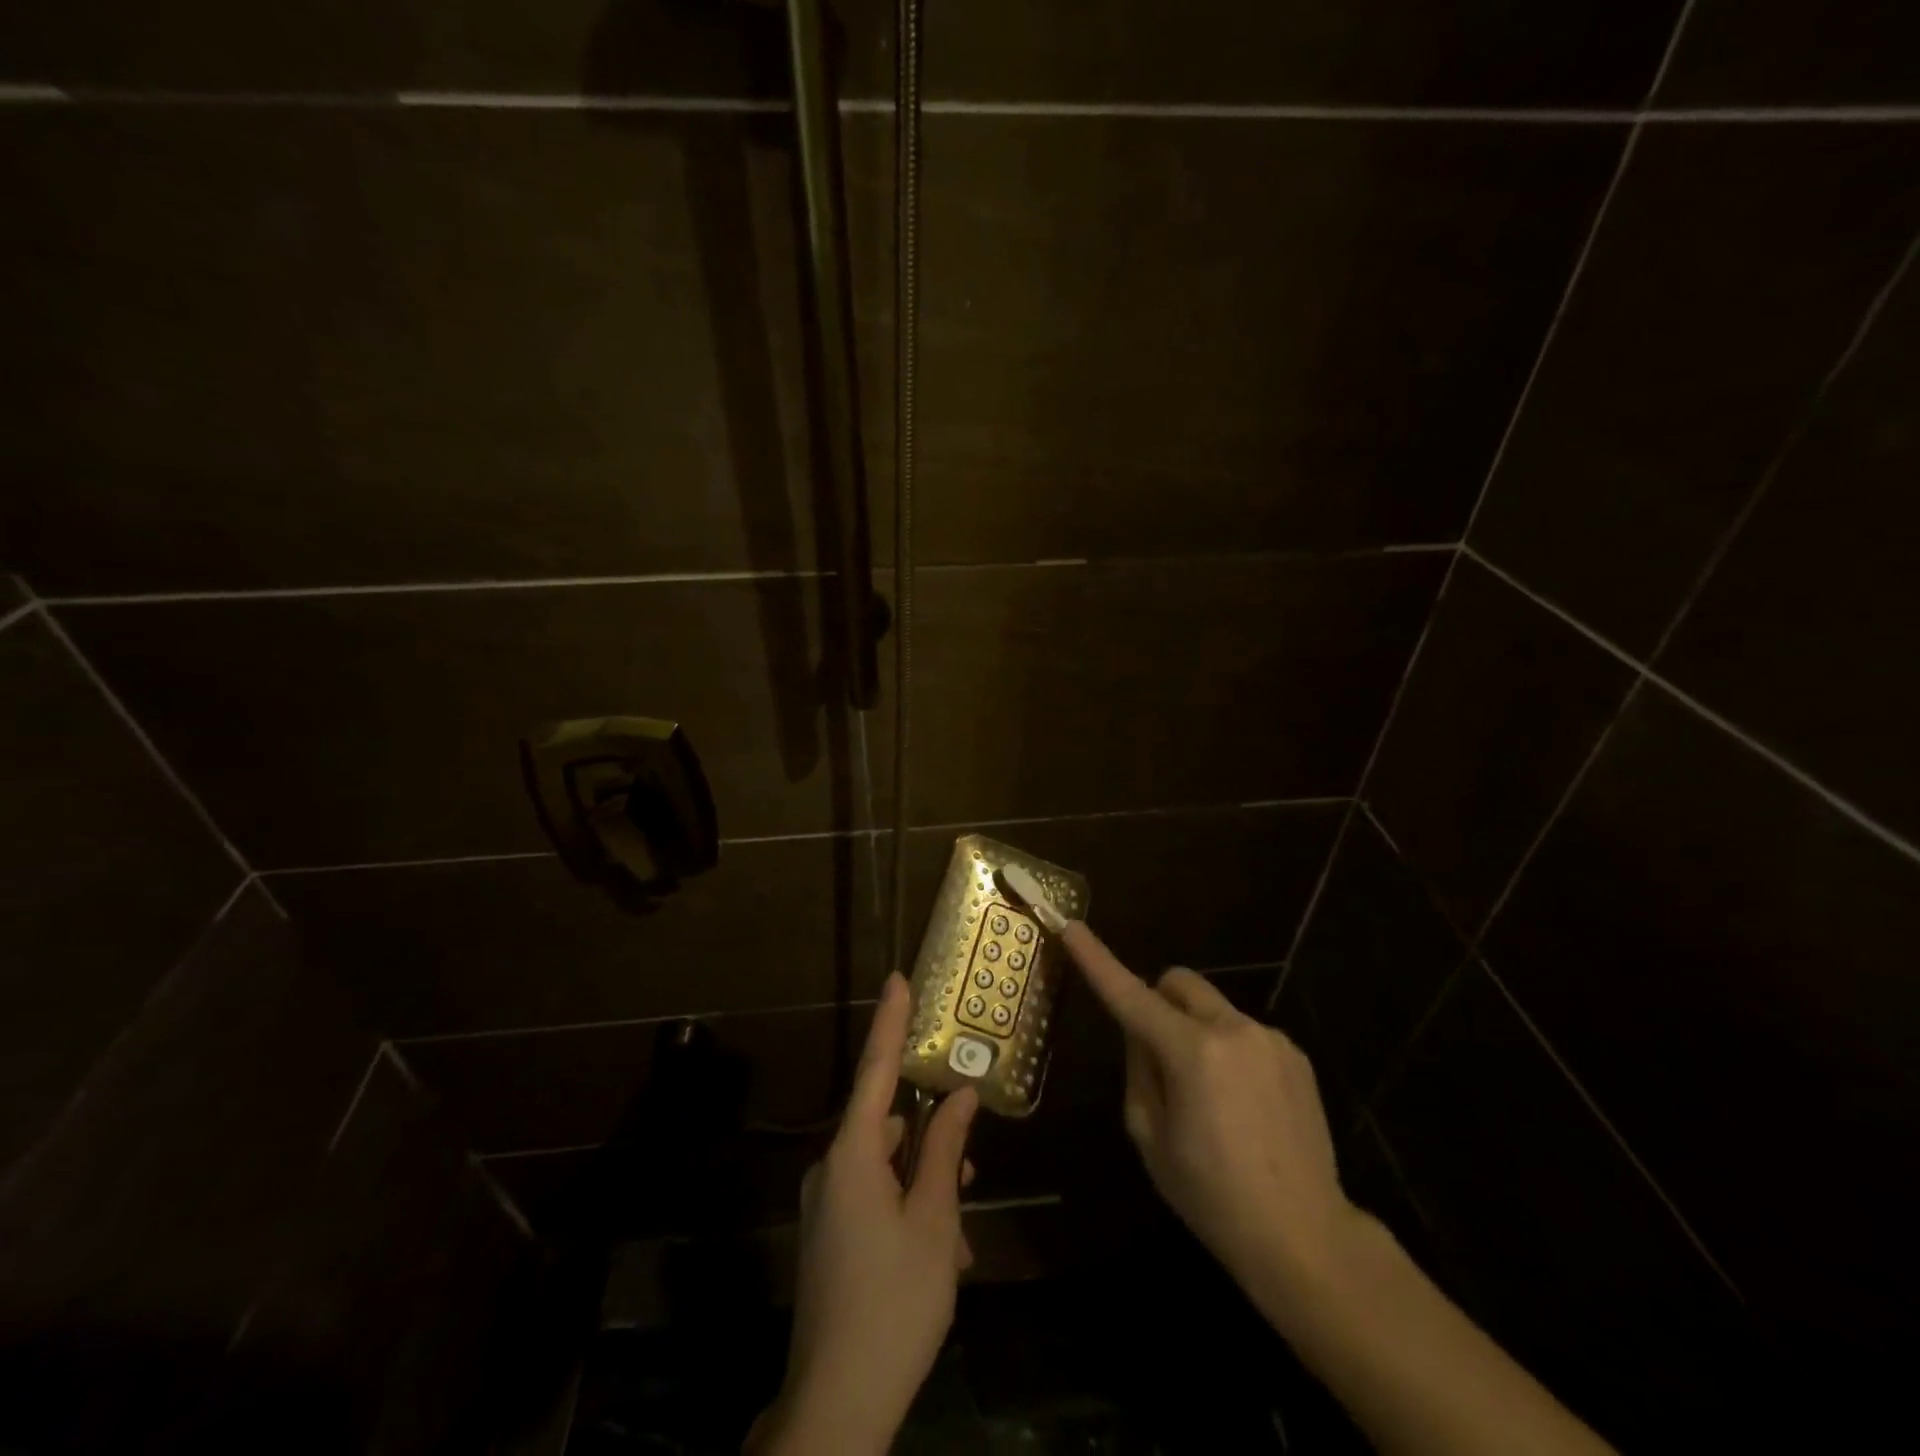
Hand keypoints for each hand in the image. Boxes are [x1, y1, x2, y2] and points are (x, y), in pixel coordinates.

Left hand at [751, 973, 978, 1455]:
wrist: (837, 1406)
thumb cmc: (895, 1302)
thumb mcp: (934, 1223)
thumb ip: (945, 1153)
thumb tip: (959, 1096)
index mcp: (852, 1156)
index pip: (875, 1071)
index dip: (889, 1023)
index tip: (897, 979)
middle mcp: (831, 1170)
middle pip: (887, 1128)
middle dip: (931, 1139)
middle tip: (970, 1160)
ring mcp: (827, 1206)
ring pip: (886, 1170)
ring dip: (926, 1186)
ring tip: (963, 1229)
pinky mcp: (830, 1237)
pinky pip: (874, 1201)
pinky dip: (909, 1211)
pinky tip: (943, 1254)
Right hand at [1060, 922, 1361, 1307]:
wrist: (1306, 1238)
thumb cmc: (1212, 1196)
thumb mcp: (1150, 1137)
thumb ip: (1138, 1070)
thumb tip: (1141, 1033)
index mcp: (1192, 1053)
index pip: (1131, 995)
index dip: (1097, 960)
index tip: (1072, 928)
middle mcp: (1233, 1030)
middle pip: (1178, 982)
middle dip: (1157, 1002)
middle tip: (1156, 1054)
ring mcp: (1270, 1039)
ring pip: (1212, 1009)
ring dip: (1195, 1031)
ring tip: (1210, 1097)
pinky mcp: (1295, 1054)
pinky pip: (1243, 1032)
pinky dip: (1228, 1050)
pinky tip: (1243, 1105)